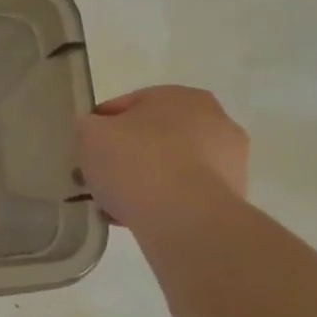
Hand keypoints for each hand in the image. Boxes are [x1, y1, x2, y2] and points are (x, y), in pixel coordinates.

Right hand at [75, 85, 248, 233]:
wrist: (186, 219)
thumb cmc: (137, 162)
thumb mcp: (90, 134)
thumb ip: (89, 126)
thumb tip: (95, 132)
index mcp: (181, 96)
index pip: (128, 105)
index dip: (100, 126)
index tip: (84, 149)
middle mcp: (214, 121)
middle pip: (153, 136)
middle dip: (126, 154)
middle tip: (99, 175)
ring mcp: (229, 161)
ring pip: (169, 166)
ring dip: (144, 180)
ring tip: (115, 203)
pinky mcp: (232, 198)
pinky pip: (184, 194)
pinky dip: (163, 202)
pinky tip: (138, 217)